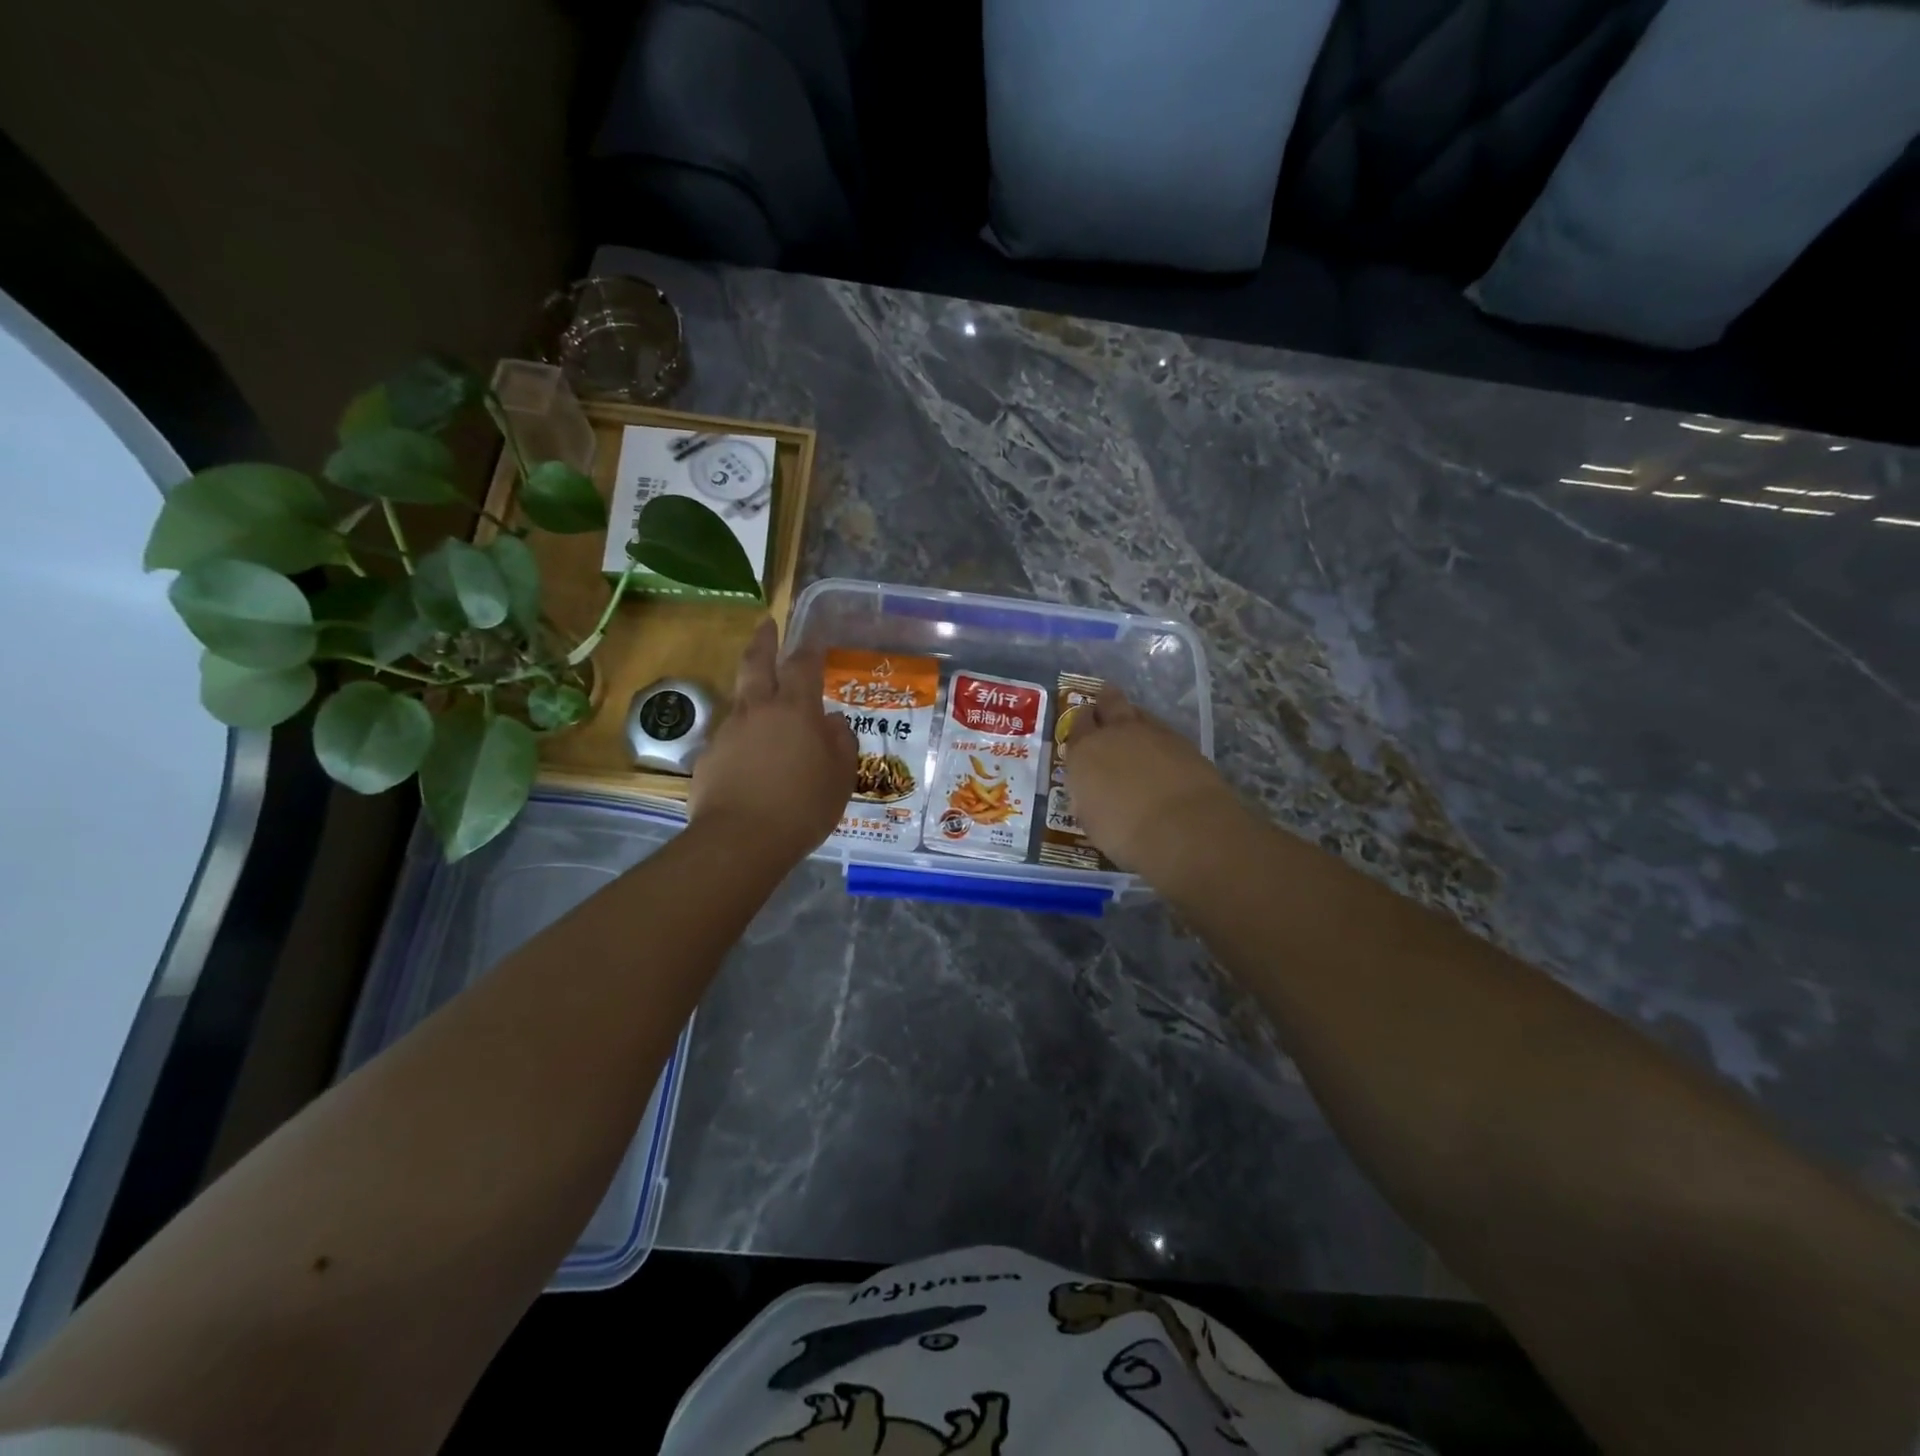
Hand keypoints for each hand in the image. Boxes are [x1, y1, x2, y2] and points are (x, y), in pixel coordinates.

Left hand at [689, 619, 855, 862]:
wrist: (741, 840)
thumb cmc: (803, 806)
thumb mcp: (840, 777)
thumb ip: (840, 743)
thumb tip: (831, 723)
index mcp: (795, 710)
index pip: (802, 665)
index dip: (810, 648)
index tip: (814, 639)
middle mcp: (758, 710)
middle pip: (756, 663)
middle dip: (764, 640)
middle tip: (767, 625)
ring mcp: (727, 732)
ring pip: (740, 700)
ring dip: (752, 693)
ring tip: (764, 705)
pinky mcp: (708, 757)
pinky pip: (729, 737)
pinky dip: (742, 737)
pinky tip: (750, 759)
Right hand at [1062, 687, 1241, 875]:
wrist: (1184, 829)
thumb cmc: (1125, 834)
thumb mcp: (1091, 820)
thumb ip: (1089, 796)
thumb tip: (1093, 791)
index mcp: (1085, 751)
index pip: (1076, 724)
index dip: (1080, 725)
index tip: (1083, 733)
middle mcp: (1116, 733)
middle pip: (1109, 701)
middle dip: (1106, 703)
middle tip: (1106, 711)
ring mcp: (1153, 733)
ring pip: (1139, 713)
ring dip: (1135, 720)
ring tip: (1136, 735)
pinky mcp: (1184, 742)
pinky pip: (1164, 731)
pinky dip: (1160, 740)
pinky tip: (1163, 755)